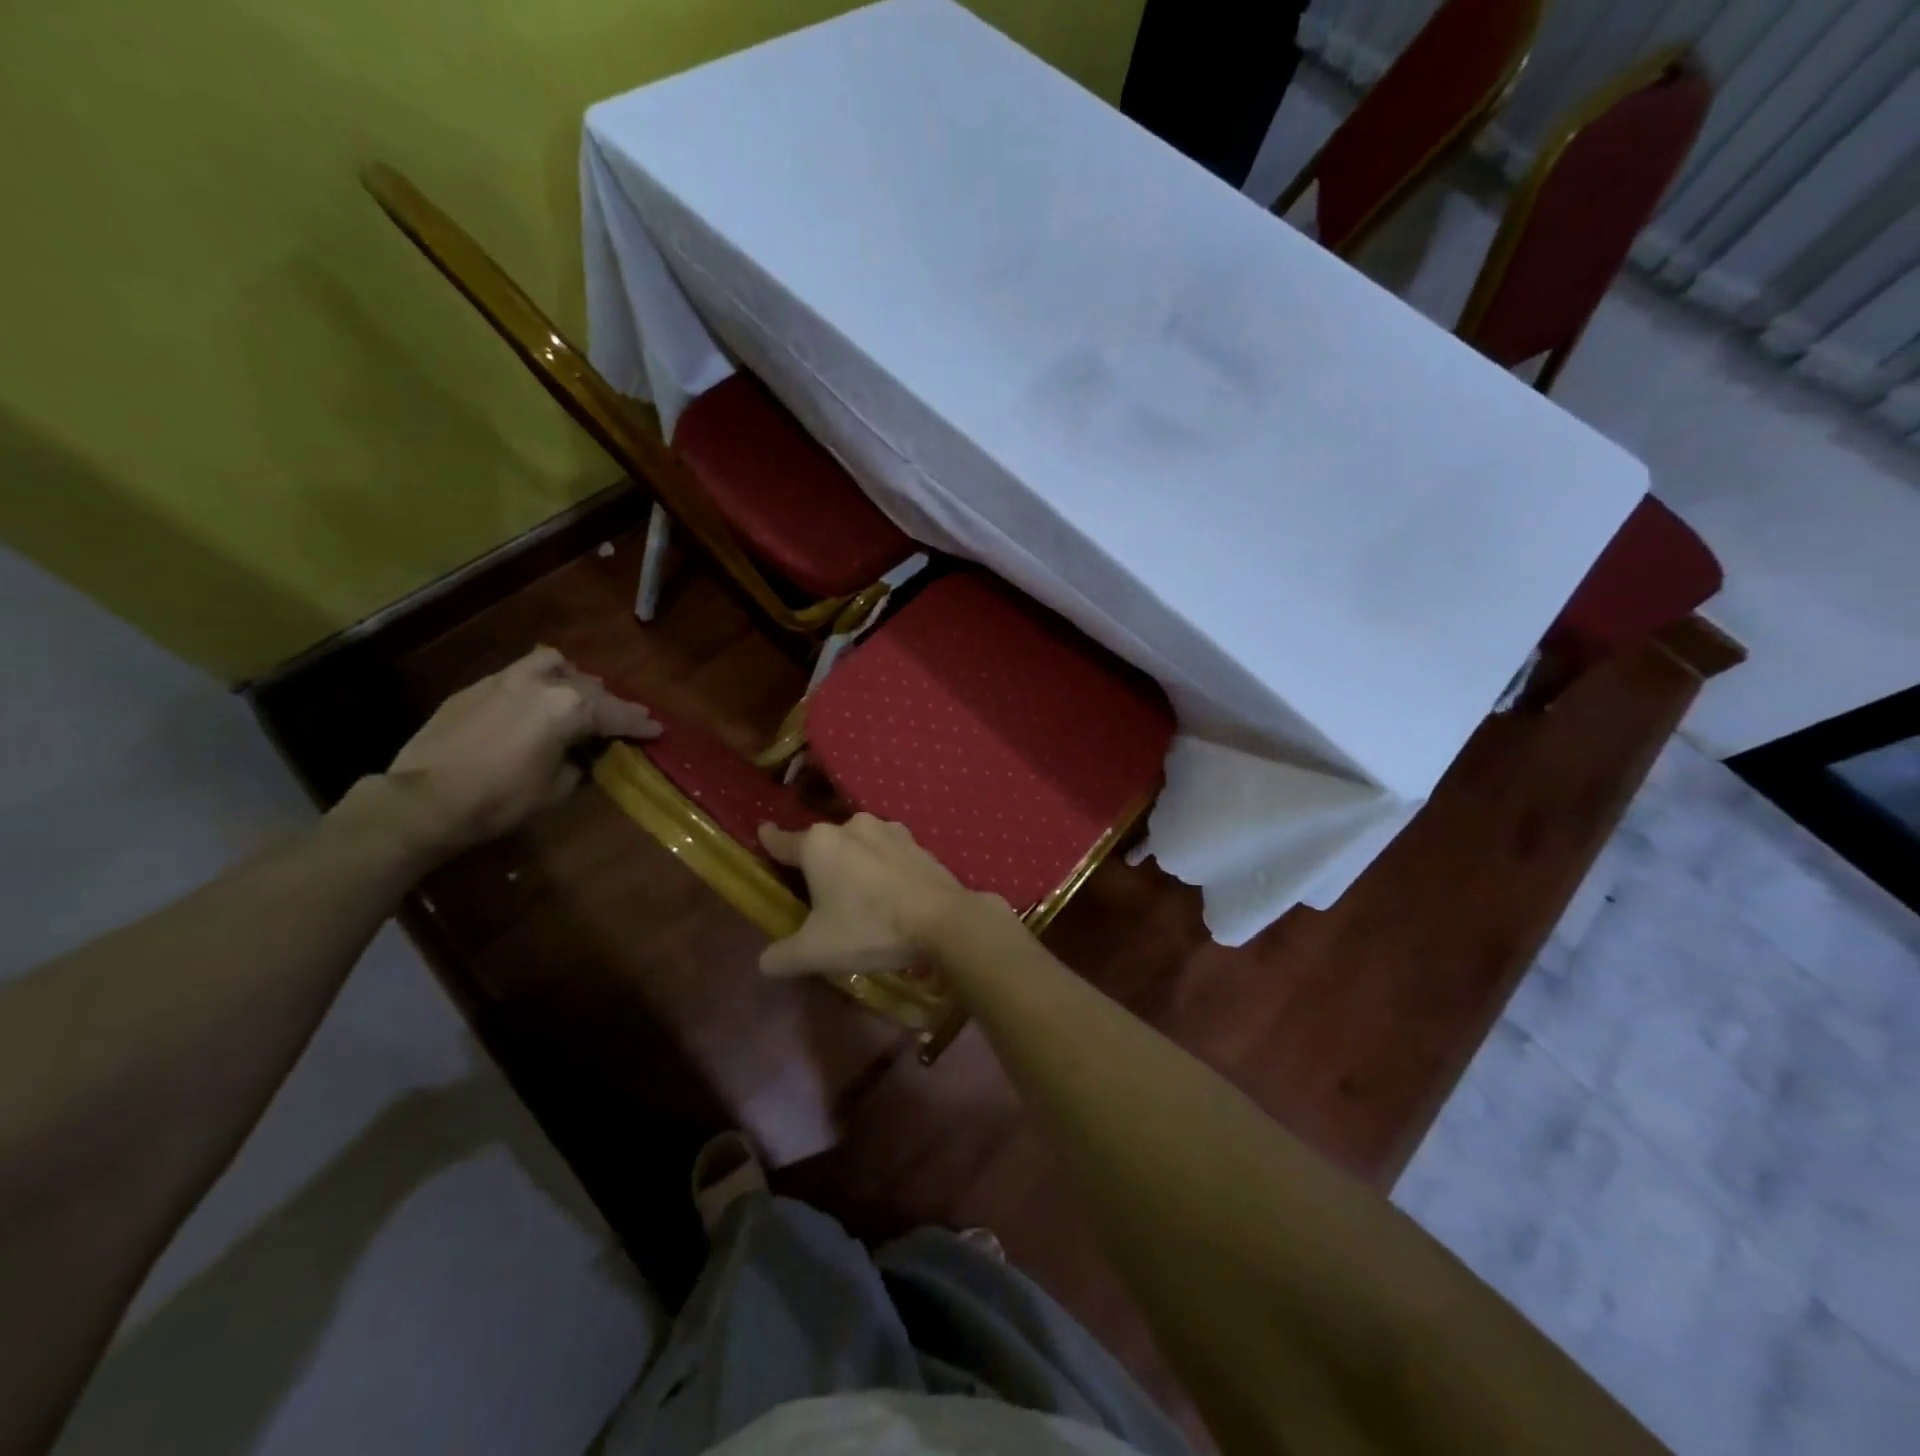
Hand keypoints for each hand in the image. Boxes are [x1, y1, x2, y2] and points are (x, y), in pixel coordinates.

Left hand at [338, 646, 660, 862]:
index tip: (657, 729)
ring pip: (552, 664)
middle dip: (610, 704)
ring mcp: (504, 680)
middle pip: (589, 687)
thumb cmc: (500, 799)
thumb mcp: (555, 788)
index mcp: (569, 707)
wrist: (424, 800)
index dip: (640, 724)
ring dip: (571, 678)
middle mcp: (542, 683)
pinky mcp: (475, 688)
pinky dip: (536, 685)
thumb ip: (578, 763)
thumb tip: (581, 755)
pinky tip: (532, 706)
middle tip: (621, 720)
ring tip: (575, 696)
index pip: (617, 714)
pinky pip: (518, 675)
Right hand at [756, 814, 987, 976]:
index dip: (770, 840)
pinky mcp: (917, 843)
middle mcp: (852, 826)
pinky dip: (882, 868)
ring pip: (858, 845)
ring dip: (853, 863)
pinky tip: (888, 892)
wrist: (944, 920)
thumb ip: (783, 956)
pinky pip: (887, 854)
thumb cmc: (870, 927)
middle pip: (823, 844)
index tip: (763, 831)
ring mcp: (889, 830)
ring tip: (856, 894)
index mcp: (820, 844)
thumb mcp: (817, 951)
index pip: (784, 841)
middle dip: (818, 863)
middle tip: (816, 891)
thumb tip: (765, 962)